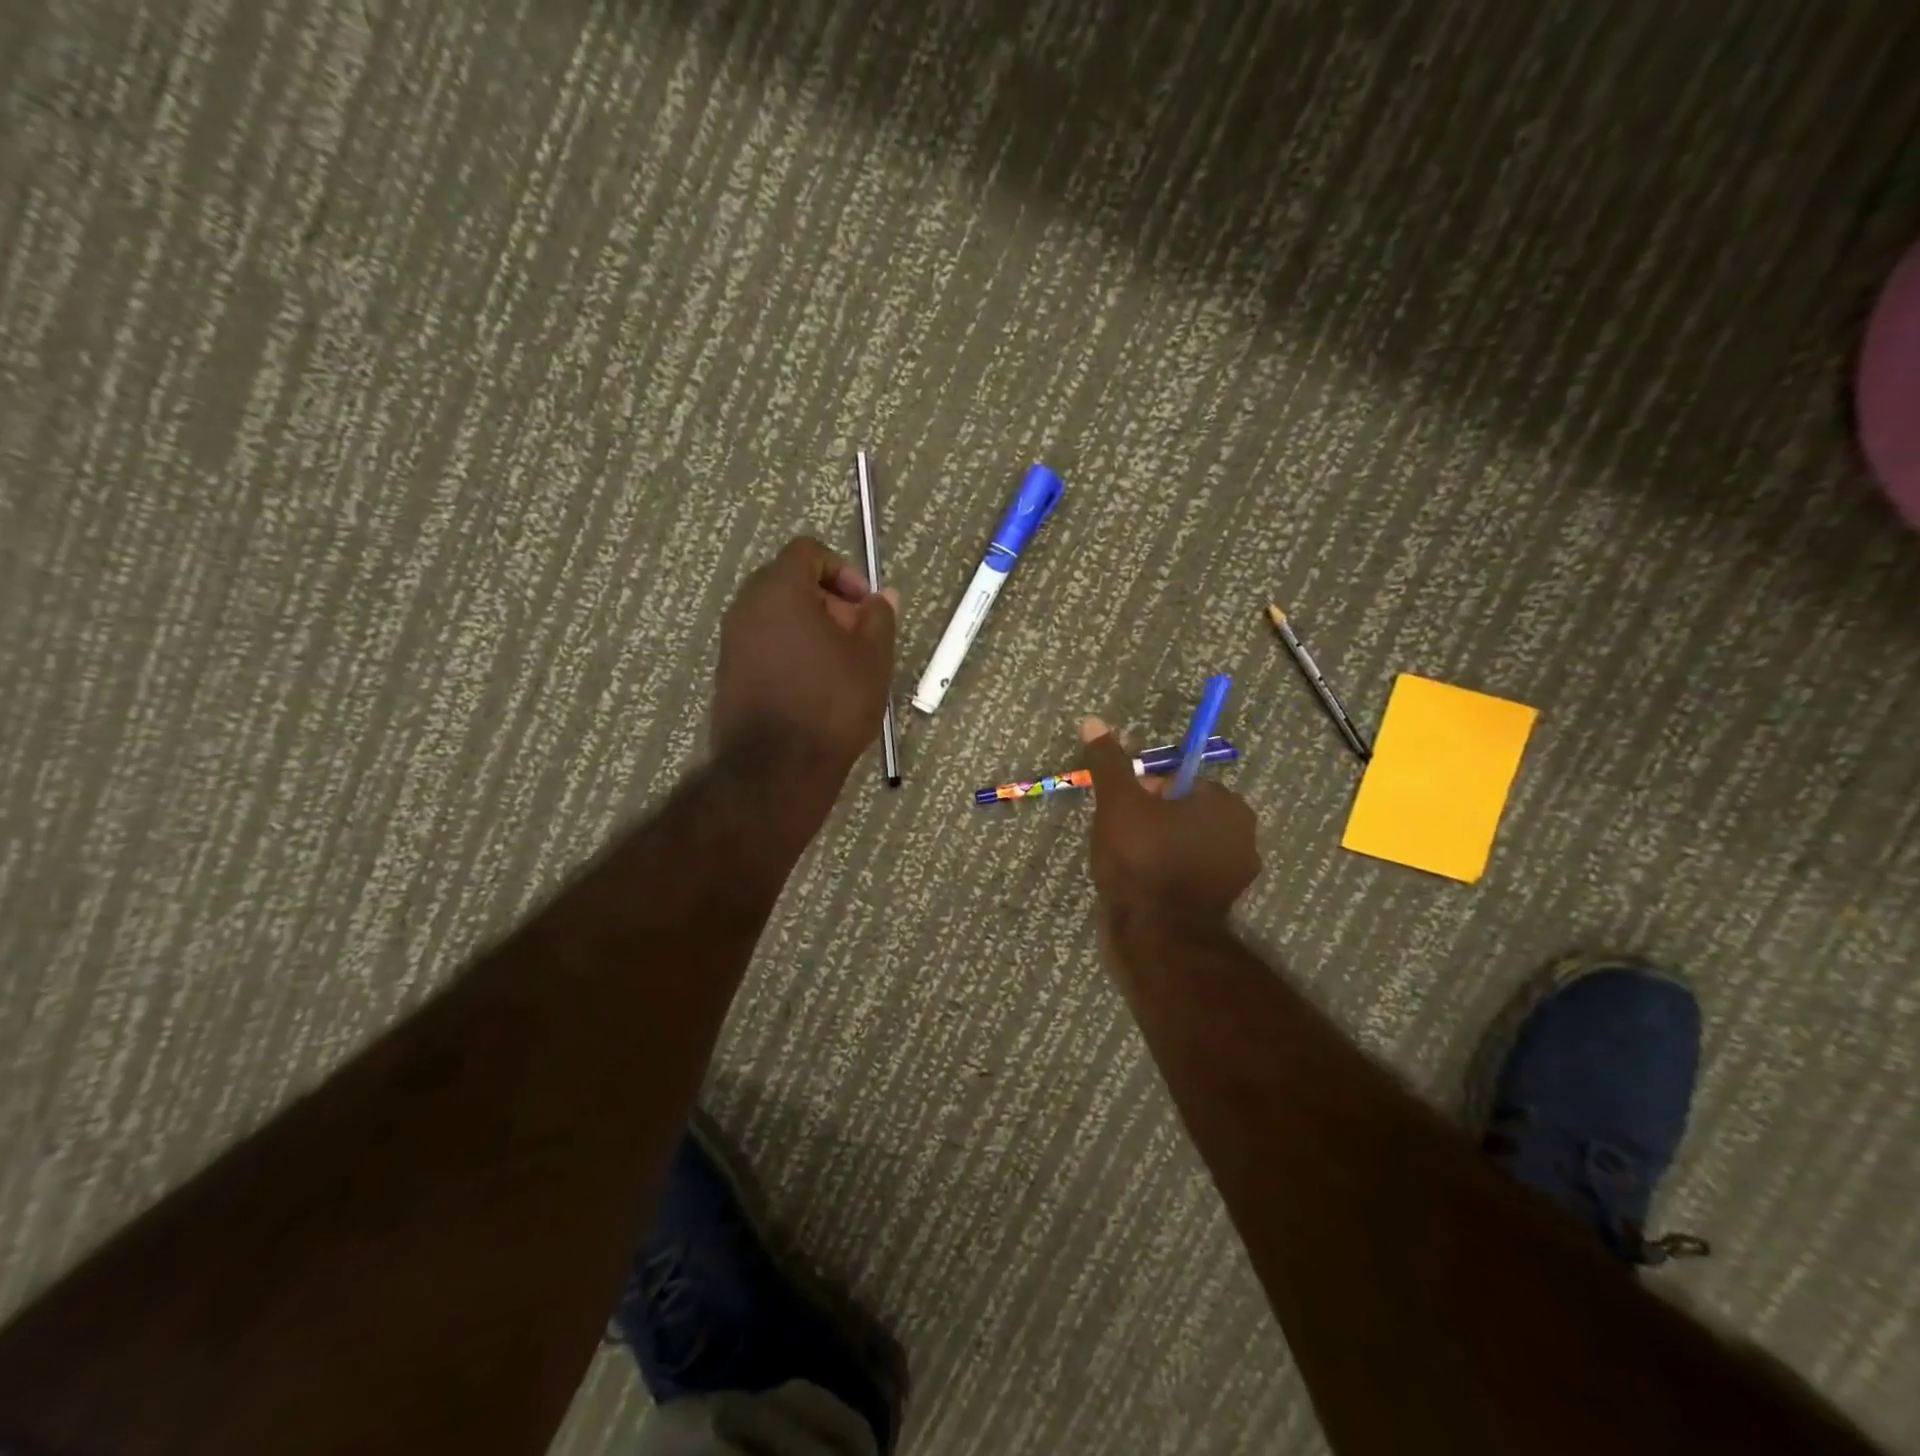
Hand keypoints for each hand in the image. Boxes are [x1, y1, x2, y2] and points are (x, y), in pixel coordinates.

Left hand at [711, 538, 898, 783]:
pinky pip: (763, 646)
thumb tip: (883, 597)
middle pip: (789, 583)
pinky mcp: (728, 674)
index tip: (864, 605)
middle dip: (828, 602)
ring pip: (776, 617)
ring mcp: (732, 642)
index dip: (843, 571)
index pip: (807, 552)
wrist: (777, 768)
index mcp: (779, 589)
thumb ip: (879, 618)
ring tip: (840, 666)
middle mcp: (746, 607)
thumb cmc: (832, 702)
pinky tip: (815, 687)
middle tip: (856, 636)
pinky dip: (790, 652)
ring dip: (810, 629)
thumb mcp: (872, 658)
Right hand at [1081, 716, 1260, 929]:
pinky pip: (1185, 875)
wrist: (1156, 938)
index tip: (1121, 808)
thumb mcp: (1119, 802)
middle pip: (1183, 812)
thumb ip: (1109, 762)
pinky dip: (1165, 876)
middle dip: (1150, 820)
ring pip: (1184, 845)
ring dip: (1157, 848)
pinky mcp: (1218, 906)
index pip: (1180, 781)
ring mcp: (1233, 876)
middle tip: (1118, 835)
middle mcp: (1242, 837)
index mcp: (1227, 805)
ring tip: (1123, 862)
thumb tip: (1094, 721)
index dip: (1145, 791)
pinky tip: (1138, 885)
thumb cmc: (1142, 859)